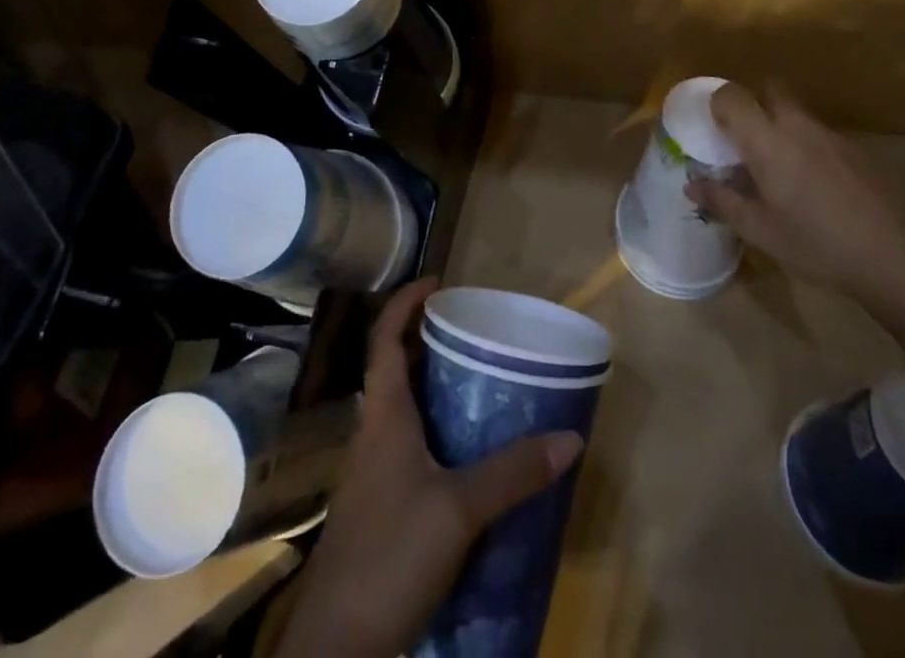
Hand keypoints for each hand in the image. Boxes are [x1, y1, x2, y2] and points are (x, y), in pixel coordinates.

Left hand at [271, 279, 583, 657]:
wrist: (336, 646)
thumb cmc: (389, 556)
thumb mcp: (458, 511)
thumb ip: (511, 473)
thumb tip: (569, 437)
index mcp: (383, 416)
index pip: (384, 338)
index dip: (405, 303)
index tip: (438, 282)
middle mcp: (373, 434)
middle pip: (394, 368)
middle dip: (427, 342)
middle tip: (472, 332)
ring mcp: (372, 473)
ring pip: (401, 410)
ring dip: (431, 388)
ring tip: (477, 383)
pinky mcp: (378, 507)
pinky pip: (407, 448)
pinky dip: (434, 433)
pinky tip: (464, 456)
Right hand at [686, 83, 904, 299]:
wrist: (896, 254)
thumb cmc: (817, 243)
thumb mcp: (761, 230)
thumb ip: (723, 202)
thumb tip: (692, 186)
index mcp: (767, 141)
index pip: (732, 96)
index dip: (717, 104)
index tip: (712, 128)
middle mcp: (797, 125)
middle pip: (769, 89)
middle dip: (752, 103)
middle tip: (743, 138)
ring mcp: (830, 135)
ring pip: (795, 111)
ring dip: (779, 124)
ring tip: (775, 167)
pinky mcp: (854, 149)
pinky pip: (817, 132)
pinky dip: (804, 144)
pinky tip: (811, 184)